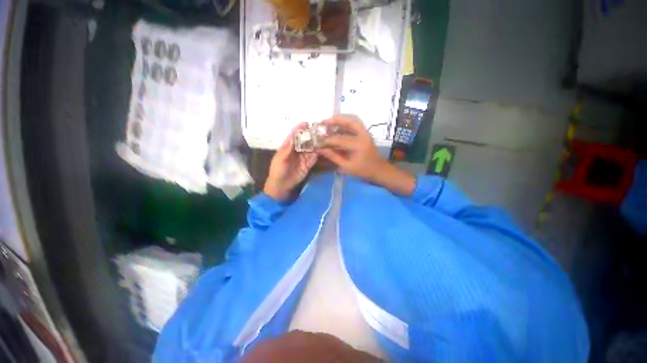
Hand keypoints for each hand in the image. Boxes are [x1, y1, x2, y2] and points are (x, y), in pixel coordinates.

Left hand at [264, 123, 317, 199]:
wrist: (281, 186)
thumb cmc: (277, 171)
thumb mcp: (280, 159)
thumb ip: (287, 149)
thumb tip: (292, 136)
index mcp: (288, 147)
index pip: (294, 136)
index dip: (299, 129)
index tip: (306, 123)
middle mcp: (296, 151)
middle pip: (304, 141)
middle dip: (310, 135)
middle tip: (319, 130)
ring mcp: (303, 158)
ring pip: (310, 149)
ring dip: (316, 144)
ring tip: (323, 138)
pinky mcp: (308, 165)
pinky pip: (313, 158)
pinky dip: (318, 154)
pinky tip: (322, 150)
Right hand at [317, 115, 387, 180]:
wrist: (378, 169)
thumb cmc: (362, 170)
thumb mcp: (346, 166)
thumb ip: (333, 157)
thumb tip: (320, 150)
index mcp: (358, 145)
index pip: (339, 139)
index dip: (327, 140)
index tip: (319, 142)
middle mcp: (363, 135)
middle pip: (349, 121)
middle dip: (335, 120)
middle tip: (324, 122)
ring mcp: (365, 132)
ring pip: (353, 119)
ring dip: (341, 118)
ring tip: (329, 121)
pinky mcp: (365, 132)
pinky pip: (355, 123)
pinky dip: (346, 121)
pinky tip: (338, 125)